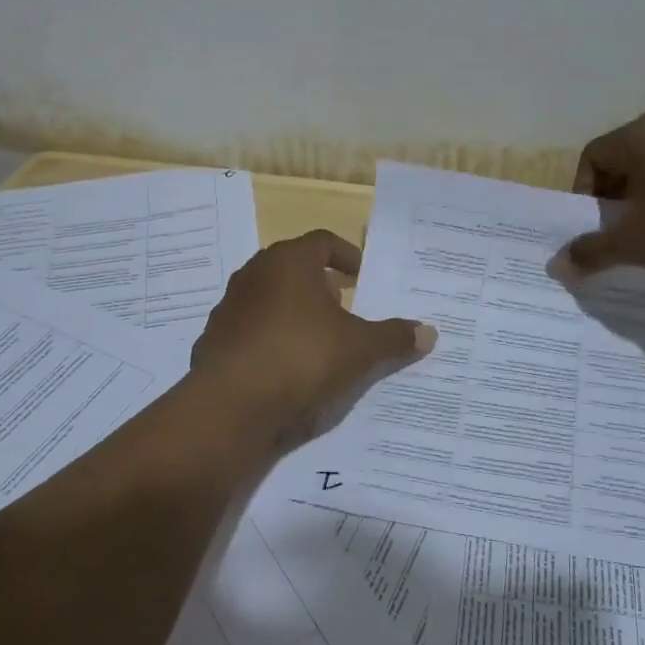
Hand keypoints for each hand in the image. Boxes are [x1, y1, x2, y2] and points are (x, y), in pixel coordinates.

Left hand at [190, 230, 436, 445]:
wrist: (232, 403)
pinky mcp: (215, 339)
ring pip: (270, 299)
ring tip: (319, 339)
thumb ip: (394, 337)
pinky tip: (287, 367)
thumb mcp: (359, 348)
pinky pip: (252, 330)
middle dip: (321, 285)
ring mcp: (230, 307)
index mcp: (289, 261)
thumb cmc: (302, 356)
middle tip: (344, 307)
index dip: (346, 255)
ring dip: (295, 312)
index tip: (362, 276)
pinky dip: (272, 339)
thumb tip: (429, 333)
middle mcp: (254, 274)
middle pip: (293, 268)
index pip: (322, 242)